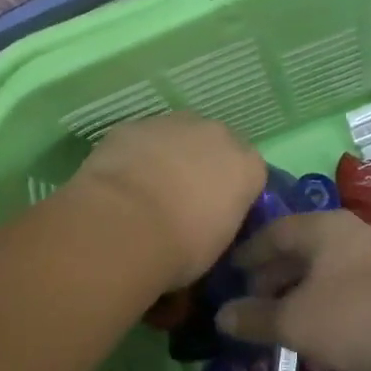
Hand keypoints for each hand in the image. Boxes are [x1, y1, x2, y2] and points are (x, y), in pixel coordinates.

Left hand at [66, 112, 267, 288]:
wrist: (122, 226)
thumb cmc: (181, 247)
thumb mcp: (217, 245)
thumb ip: (221, 219)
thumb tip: (207, 220)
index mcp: (247, 166)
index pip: (250, 173)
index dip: (232, 192)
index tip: (217, 214)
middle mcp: (217, 134)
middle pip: (216, 146)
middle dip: (203, 165)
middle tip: (182, 199)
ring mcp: (174, 124)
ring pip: (177, 136)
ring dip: (169, 156)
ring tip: (147, 191)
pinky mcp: (134, 124)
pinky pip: (142, 139)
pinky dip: (136, 155)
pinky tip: (120, 183)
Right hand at [216, 211, 370, 370]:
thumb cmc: (356, 315)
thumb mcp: (295, 321)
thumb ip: (256, 318)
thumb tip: (221, 316)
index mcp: (320, 229)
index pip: (273, 231)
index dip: (248, 252)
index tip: (230, 270)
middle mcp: (346, 234)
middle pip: (299, 249)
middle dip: (272, 275)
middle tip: (250, 299)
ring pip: (323, 270)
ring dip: (297, 292)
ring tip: (278, 319)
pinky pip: (344, 288)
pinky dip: (322, 304)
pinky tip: (316, 330)